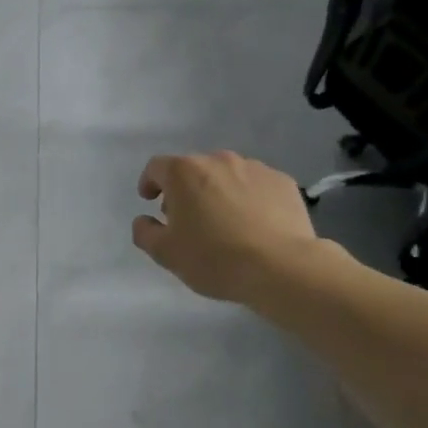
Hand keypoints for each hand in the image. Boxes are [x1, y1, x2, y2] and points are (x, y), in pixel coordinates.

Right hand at [131, 150, 333, 307]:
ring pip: (226, 175)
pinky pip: (256, 185)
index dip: (149, 182)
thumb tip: (144, 220)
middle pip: (193, 169)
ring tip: (224, 222)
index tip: (150, 200)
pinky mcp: (283, 182)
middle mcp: (218, 160)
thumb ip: (145, 232)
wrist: (282, 267)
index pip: (157, 167)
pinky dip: (249, 198)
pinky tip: (254, 224)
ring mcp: (254, 168)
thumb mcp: (166, 254)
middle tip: (188, 219)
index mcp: (184, 172)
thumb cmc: (214, 258)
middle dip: (185, 189)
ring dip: (218, 191)